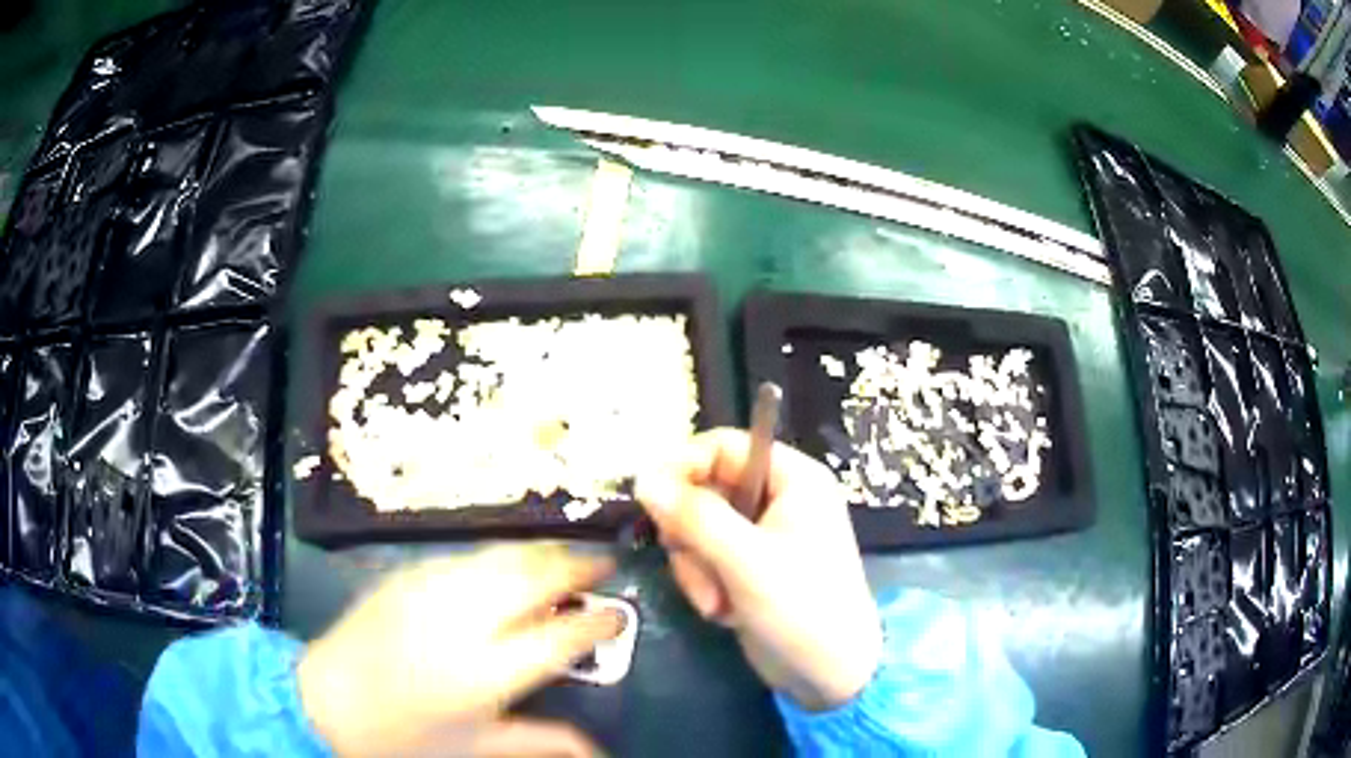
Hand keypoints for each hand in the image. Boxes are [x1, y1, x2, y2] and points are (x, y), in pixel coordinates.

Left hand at [298, 545, 620, 756]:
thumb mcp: (479, 748)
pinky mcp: (404, 576)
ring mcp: (427, 592)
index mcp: (483, 674)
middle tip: (602, 566)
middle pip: (532, 579)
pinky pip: (463, 556)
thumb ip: (545, 744)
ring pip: (499, 557)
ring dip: (539, 553)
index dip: (597, 623)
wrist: (326, 703)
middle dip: (575, 567)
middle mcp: (459, 623)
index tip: (619, 615)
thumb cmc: (406, 738)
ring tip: (564, 559)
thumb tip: (599, 751)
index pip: (559, 637)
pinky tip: (508, 564)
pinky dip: (497, 555)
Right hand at [635, 429, 880, 711]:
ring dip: (697, 568)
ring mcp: (760, 536)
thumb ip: (694, 516)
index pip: (722, 446)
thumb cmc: (802, 607)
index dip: (682, 465)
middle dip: (691, 536)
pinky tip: (726, 613)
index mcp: (791, 478)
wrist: (828, 674)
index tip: (647, 496)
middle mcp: (775, 499)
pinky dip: (705, 585)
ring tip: (717, 601)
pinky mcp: (747, 568)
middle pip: (703, 490)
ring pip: (697, 529)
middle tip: (695, 564)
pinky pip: (704, 559)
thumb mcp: (746, 560)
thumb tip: (643, 478)